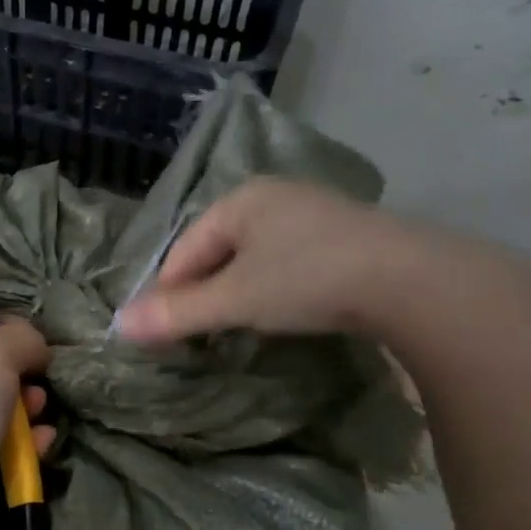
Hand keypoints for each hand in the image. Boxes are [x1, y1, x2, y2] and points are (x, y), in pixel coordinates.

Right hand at [114, 178, 485, 346]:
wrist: (411, 280)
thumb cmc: (307, 280)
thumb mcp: (235, 300)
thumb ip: (178, 313)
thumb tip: (119, 326)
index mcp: (240, 200)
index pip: (183, 249)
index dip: (168, 291)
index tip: (163, 332)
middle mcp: (273, 197)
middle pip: (217, 250)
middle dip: (203, 291)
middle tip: (199, 333)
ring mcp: (312, 213)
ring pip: (254, 256)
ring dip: (238, 291)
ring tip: (238, 326)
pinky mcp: (344, 236)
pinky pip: (288, 260)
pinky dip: (275, 286)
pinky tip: (286, 309)